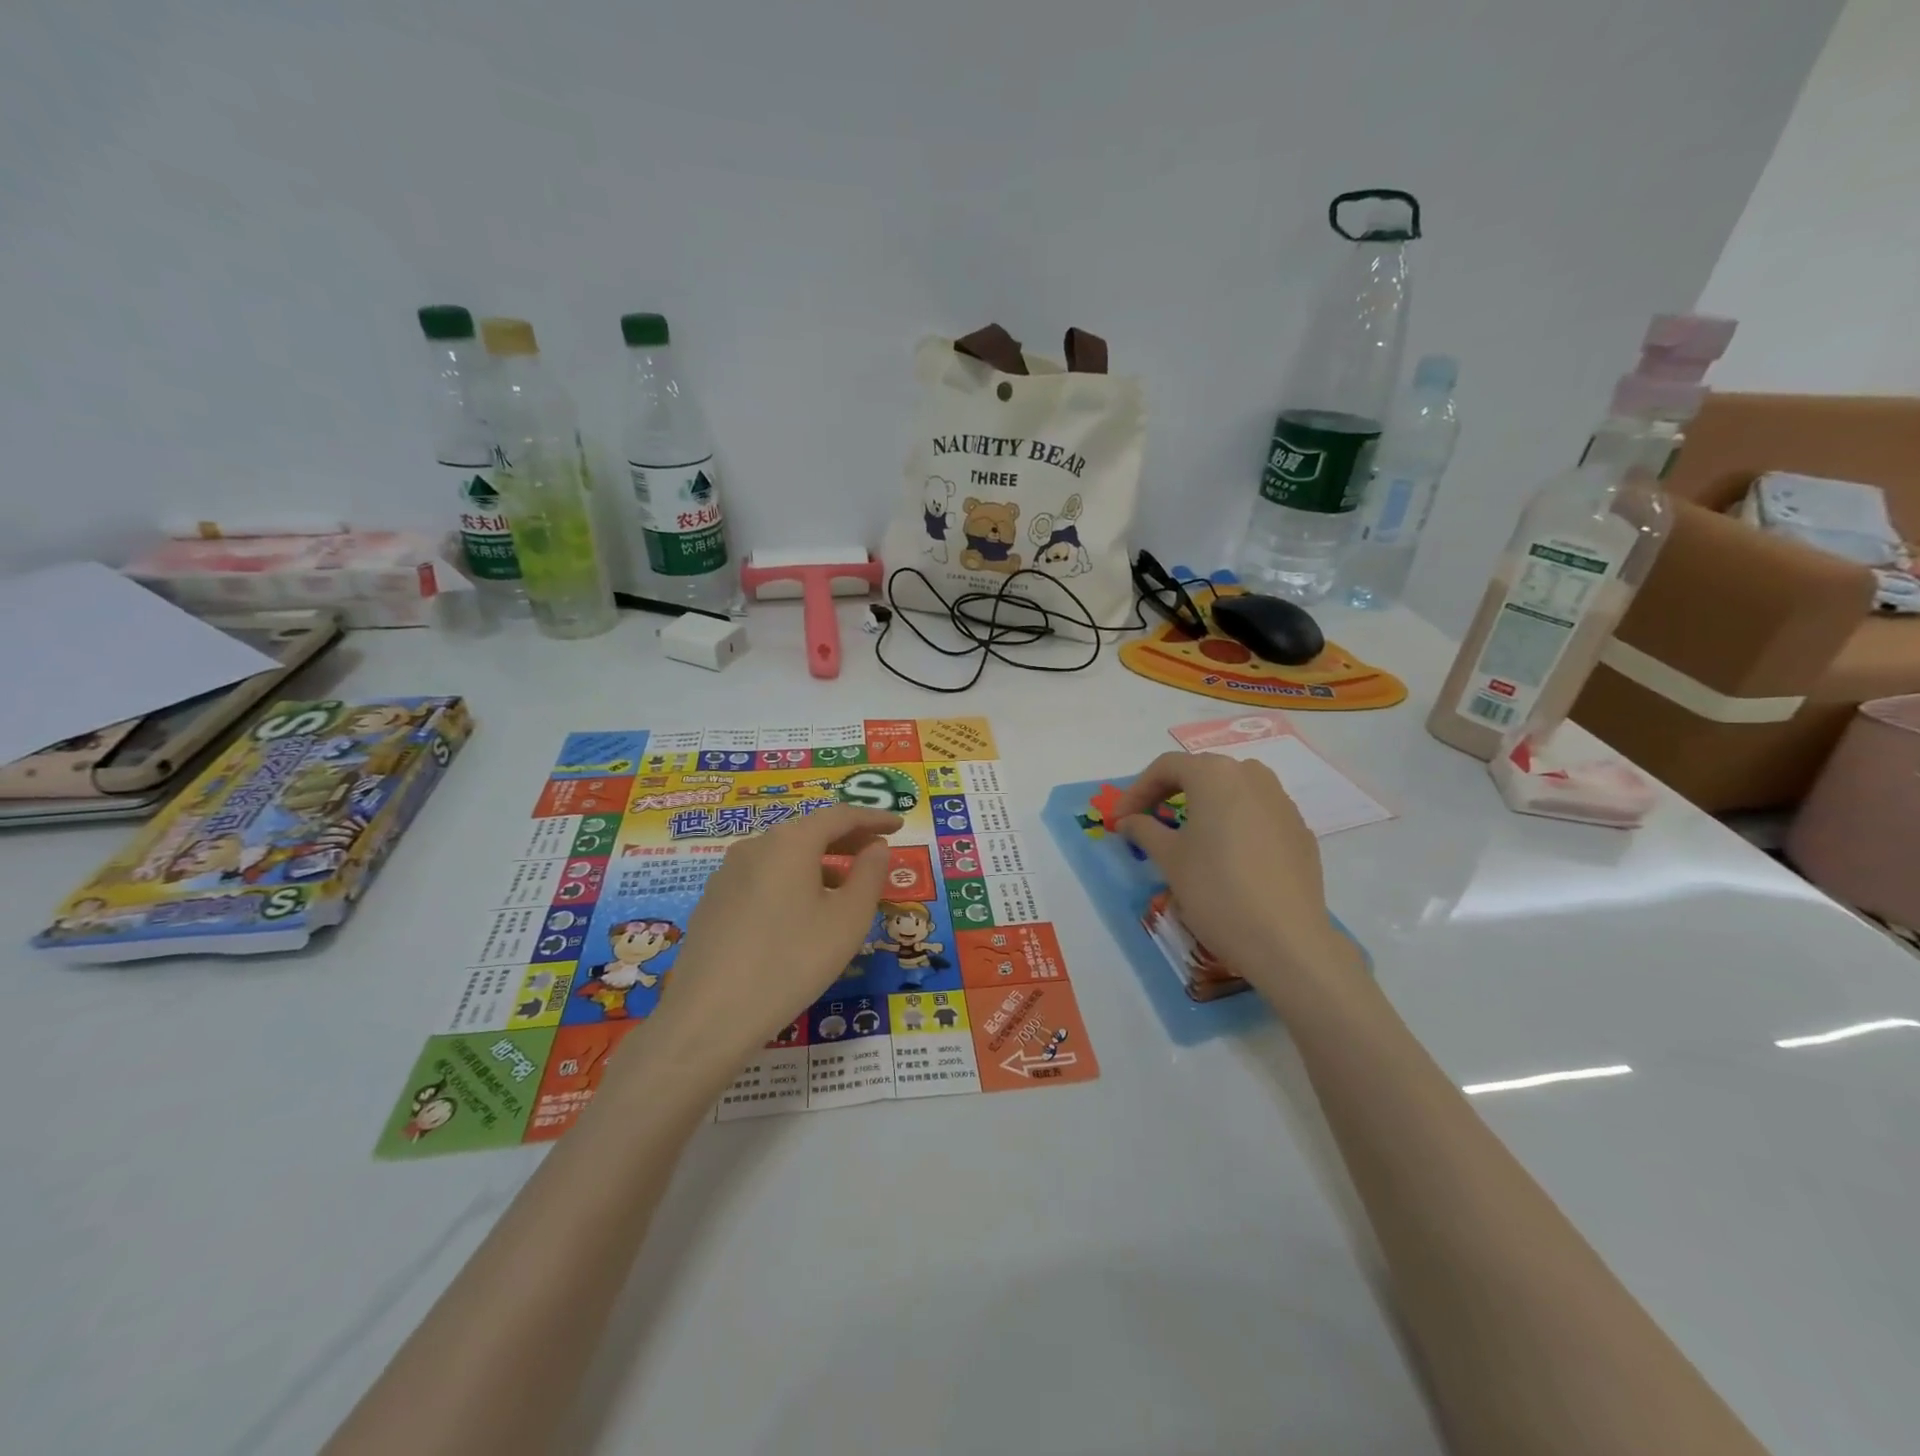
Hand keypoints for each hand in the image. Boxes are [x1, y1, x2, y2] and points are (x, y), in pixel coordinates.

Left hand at [642, 805, 901, 1083]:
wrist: (708, 1017)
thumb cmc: (791, 962)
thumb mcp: (847, 920)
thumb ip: (869, 875)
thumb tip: (876, 848)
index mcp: (790, 842)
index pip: (840, 815)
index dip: (873, 819)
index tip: (898, 826)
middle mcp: (755, 846)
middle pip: (809, 831)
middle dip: (847, 839)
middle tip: (877, 852)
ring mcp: (727, 873)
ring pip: (784, 856)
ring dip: (819, 863)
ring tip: (844, 888)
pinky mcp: (713, 902)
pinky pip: (763, 878)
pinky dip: (792, 882)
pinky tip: (801, 913)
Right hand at [1113, 751, 1356, 1004]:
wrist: (1285, 940)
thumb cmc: (1215, 889)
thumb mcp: (1169, 858)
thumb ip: (1144, 829)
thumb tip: (1128, 820)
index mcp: (1215, 774)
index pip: (1166, 767)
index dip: (1136, 790)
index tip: (1120, 819)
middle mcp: (1251, 775)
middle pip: (1201, 773)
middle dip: (1169, 793)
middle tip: (1147, 821)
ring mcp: (1282, 801)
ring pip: (1232, 791)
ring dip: (1204, 805)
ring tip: (1186, 835)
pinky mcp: (1299, 830)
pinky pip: (1257, 814)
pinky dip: (1233, 823)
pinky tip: (1225, 856)